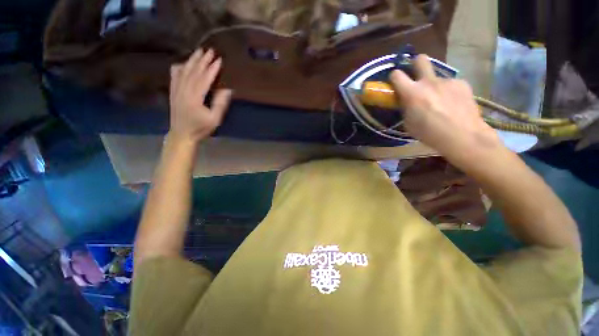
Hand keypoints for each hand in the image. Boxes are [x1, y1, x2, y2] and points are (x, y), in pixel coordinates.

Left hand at [169, 48, 231, 143]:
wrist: (182, 134)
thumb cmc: (200, 128)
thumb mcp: (214, 119)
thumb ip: (220, 104)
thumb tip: (227, 90)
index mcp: (194, 98)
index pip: (204, 79)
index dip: (212, 69)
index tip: (219, 60)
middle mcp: (183, 90)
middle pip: (193, 72)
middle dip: (202, 60)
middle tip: (209, 51)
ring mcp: (176, 90)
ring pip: (183, 71)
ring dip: (192, 60)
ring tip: (198, 52)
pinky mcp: (172, 92)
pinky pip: (174, 75)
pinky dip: (179, 67)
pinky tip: (183, 63)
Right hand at [389, 55, 502, 160]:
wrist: (463, 136)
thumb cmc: (429, 133)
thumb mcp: (408, 124)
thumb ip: (405, 108)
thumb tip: (406, 102)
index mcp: (412, 93)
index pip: (397, 75)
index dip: (394, 77)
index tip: (395, 82)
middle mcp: (429, 82)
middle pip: (420, 59)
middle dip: (415, 64)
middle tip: (416, 76)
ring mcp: (447, 81)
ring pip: (436, 77)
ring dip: (434, 85)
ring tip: (440, 101)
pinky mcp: (462, 83)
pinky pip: (450, 84)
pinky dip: (448, 92)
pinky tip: (453, 104)